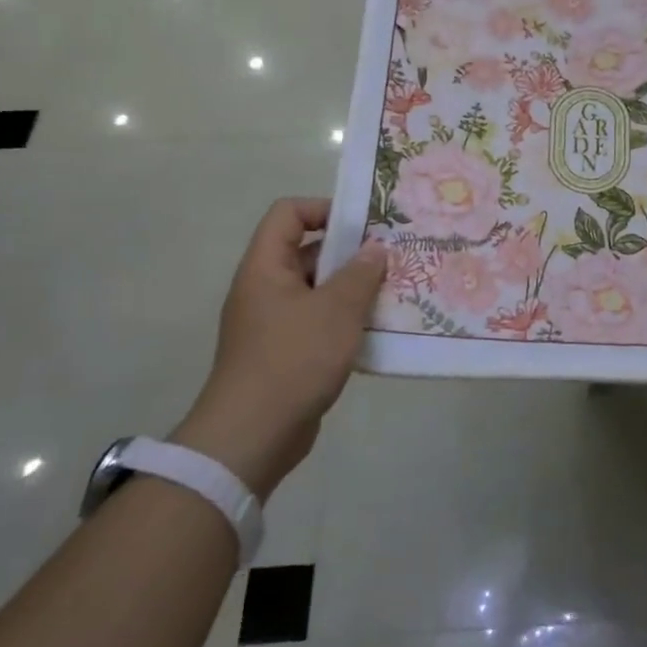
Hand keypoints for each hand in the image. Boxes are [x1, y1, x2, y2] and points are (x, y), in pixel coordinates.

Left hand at [171, 198, 385, 495]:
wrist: (252, 437)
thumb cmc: (293, 359)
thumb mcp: (336, 310)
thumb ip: (360, 274)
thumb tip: (375, 249)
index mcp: (265, 267)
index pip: (288, 213)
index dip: (324, 208)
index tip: (364, 225)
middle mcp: (265, 288)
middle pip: (308, 251)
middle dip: (351, 253)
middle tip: (393, 258)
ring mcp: (274, 323)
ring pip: (318, 290)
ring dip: (353, 289)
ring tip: (394, 292)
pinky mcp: (285, 353)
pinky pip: (319, 322)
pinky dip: (345, 321)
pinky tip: (378, 331)